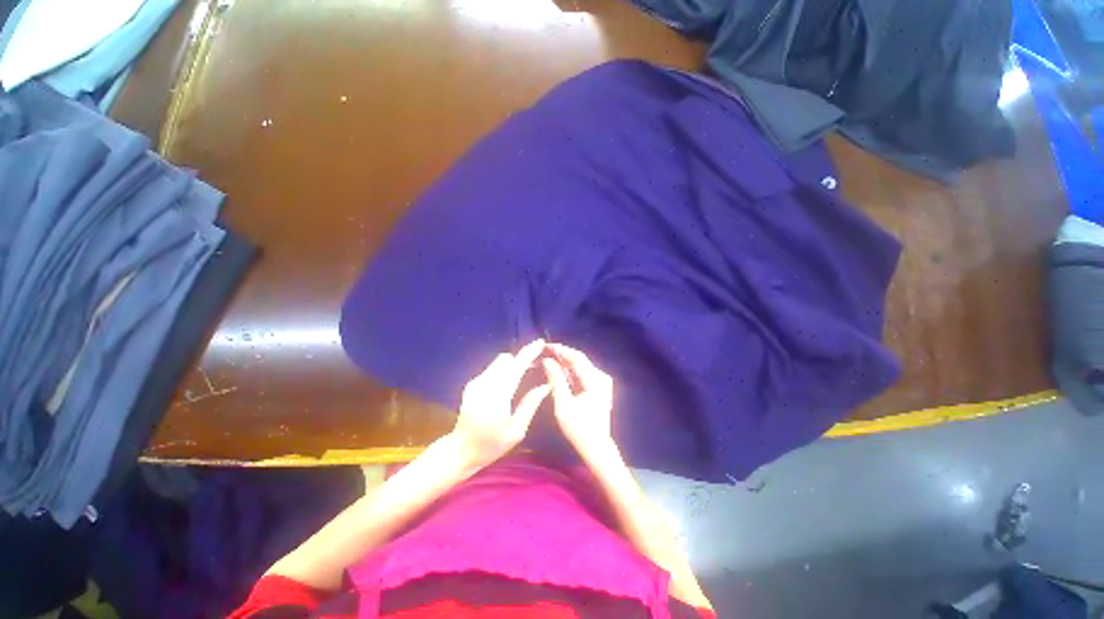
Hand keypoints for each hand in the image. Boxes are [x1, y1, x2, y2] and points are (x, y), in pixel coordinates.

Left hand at [451, 339, 550, 469]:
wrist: (460, 450)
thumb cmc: (491, 445)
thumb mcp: (517, 430)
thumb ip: (530, 404)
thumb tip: (546, 385)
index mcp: (497, 396)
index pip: (516, 366)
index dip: (529, 352)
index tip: (540, 342)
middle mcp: (484, 384)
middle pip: (506, 359)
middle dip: (521, 358)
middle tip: (535, 366)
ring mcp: (475, 383)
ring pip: (498, 362)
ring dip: (512, 364)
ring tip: (524, 374)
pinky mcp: (471, 384)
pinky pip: (492, 369)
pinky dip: (503, 370)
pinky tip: (509, 383)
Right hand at [541, 344, 616, 462]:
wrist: (597, 448)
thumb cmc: (579, 428)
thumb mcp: (563, 404)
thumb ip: (555, 379)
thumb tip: (547, 360)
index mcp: (595, 379)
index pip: (576, 357)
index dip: (560, 349)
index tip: (544, 345)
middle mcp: (601, 377)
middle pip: (579, 359)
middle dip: (561, 354)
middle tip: (544, 351)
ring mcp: (601, 382)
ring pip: (580, 366)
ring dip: (564, 362)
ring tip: (548, 359)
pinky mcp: (598, 388)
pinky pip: (582, 374)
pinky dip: (569, 371)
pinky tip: (558, 370)